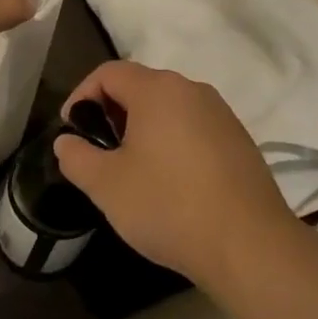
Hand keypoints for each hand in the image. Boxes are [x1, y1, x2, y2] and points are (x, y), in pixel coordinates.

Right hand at [53, 62, 297, 287]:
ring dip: (143, 129)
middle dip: (112, 113)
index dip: (81, 96)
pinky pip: (194, 128)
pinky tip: (171, 183)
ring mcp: (221, 114)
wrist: (249, 245)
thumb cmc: (168, 206)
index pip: (108, 73)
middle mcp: (192, 90)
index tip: (72, 131)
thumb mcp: (106, 185)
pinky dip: (172, 142)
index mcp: (158, 90)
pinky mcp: (240, 141)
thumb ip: (76, 157)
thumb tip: (67, 142)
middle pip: (140, 86)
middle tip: (99, 151)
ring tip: (132, 169)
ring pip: (169, 108)